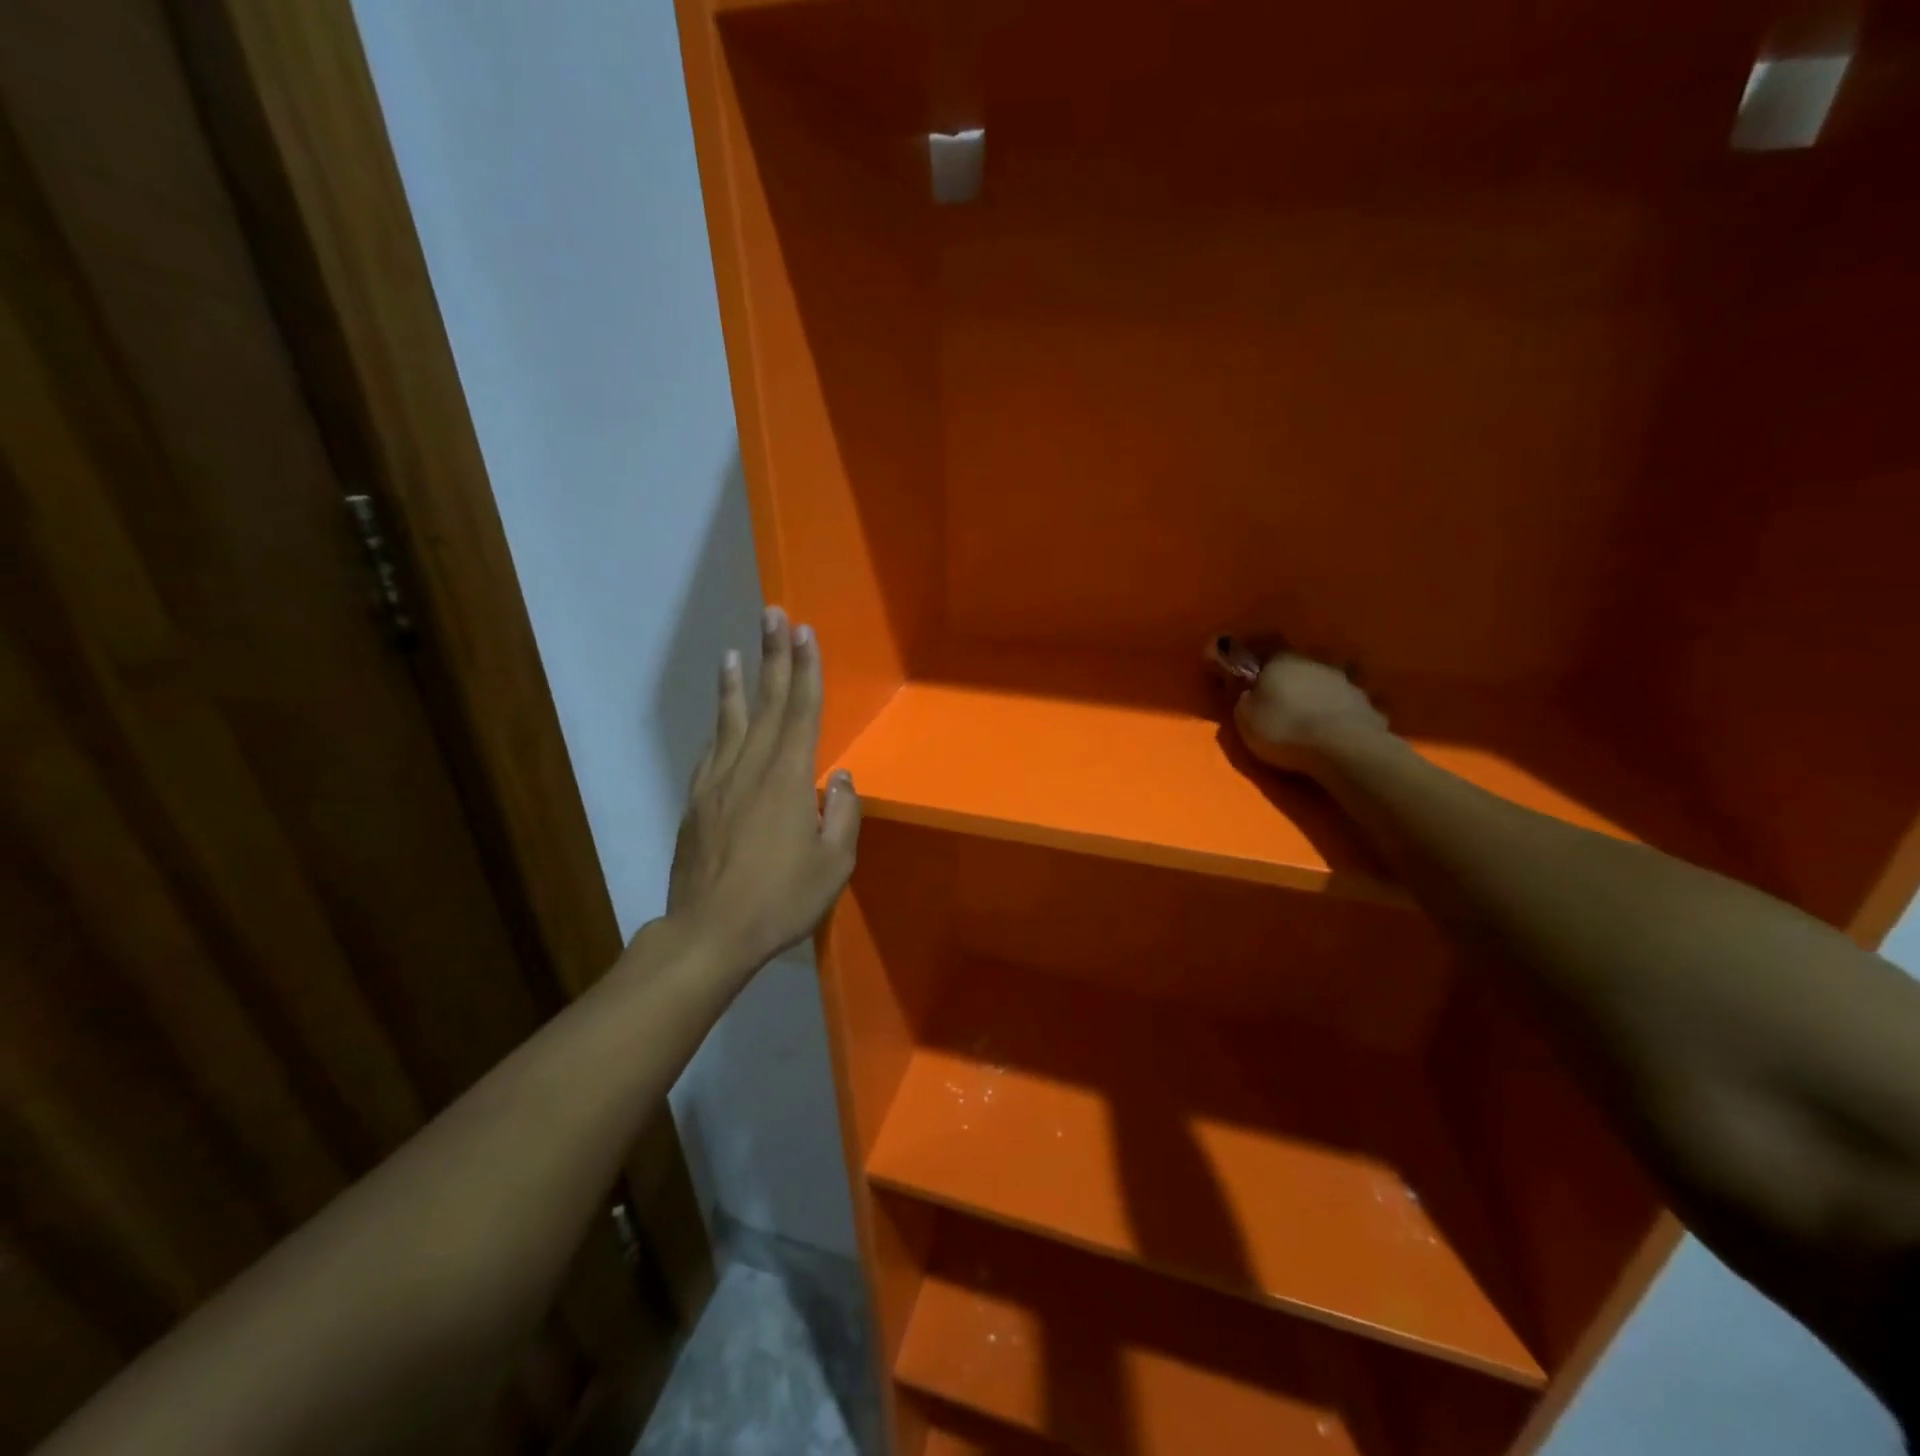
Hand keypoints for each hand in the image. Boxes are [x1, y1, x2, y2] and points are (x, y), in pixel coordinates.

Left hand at [667, 606, 860, 972]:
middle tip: (772, 615)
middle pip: (765, 703)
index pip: (801, 712)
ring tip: (734, 652)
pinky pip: (711, 752)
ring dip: (736, 684)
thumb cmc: (780, 900)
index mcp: (788, 780)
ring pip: (730, 722)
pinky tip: (719, 717)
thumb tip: (839, 778)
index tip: (804, 632)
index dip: (805, 670)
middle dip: (772, 656)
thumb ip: (841, 815)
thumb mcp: (833, 865)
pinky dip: (718, 726)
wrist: (709, 933)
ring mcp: (718, 783)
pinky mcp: (697, 803)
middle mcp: (751, 769)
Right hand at [1227, 642, 1389, 776]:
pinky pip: (1344, 706)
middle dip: (1289, 684)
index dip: (1256, 671)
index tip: (1251, 686)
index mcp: (1280, 661)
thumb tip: (1251, 692)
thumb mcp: (1245, 717)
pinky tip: (1333, 730)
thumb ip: (1245, 699)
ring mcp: (1345, 682)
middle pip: (1296, 669)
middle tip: (1279, 705)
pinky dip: (1337, 715)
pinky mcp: (1366, 704)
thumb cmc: (1284, 729)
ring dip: (1316, 697)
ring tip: (1309, 720)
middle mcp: (1314, 663)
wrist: (1343, 748)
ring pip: (1323, 685)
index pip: (1263, 656)